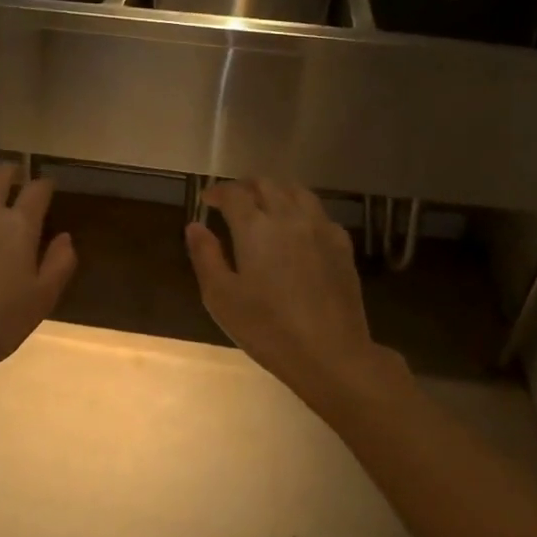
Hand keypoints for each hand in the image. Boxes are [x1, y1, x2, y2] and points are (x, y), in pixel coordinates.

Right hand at [186, 180, 394, 406]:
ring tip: (264, 206)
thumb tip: (195, 226)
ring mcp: (320, 228)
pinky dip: (301, 210)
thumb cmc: (267, 328)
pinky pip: (319, 212)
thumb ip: (205, 256)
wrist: (330, 352)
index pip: (234, 193)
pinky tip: (297, 229)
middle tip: (232, 201)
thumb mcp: (221, 297)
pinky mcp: (342, 245)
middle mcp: (289, 217)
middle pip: (267, 183)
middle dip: (245, 187)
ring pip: (297, 191)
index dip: (217, 192)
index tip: (207, 200)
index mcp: (255, 227)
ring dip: (275, 191)